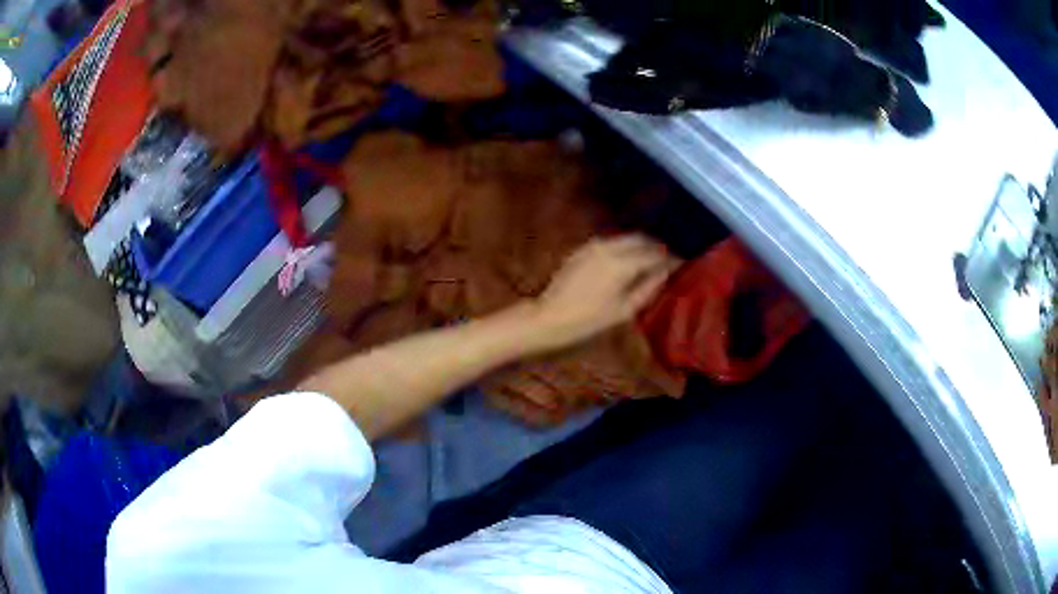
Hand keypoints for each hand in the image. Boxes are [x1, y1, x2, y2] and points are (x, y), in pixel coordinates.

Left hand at [530, 234, 677, 349]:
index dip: (671, 258)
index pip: (656, 254)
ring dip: (641, 245)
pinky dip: (624, 247)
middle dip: (657, 247)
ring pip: (625, 238)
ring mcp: (594, 245)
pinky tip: (626, 261)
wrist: (549, 317)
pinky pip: (611, 242)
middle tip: (668, 260)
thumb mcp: (624, 310)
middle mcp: (610, 247)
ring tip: (650, 261)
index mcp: (623, 263)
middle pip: (641, 239)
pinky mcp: (582, 249)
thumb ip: (648, 287)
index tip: (682, 264)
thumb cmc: (588, 320)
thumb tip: (666, 272)